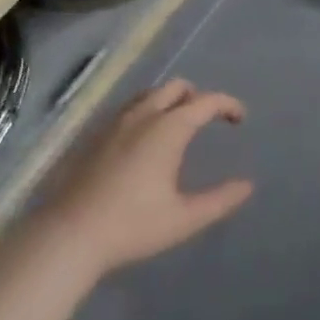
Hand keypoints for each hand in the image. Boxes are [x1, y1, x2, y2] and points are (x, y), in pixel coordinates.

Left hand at [39, 80, 253, 279]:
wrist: (72, 233)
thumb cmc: (133, 226)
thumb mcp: (183, 218)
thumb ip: (219, 200)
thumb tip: (247, 185)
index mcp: (168, 128)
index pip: (206, 101)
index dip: (227, 104)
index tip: (240, 118)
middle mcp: (144, 114)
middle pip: (177, 87)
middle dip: (198, 96)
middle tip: (209, 119)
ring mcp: (117, 120)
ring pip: (151, 93)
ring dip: (171, 100)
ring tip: (179, 125)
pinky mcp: (97, 132)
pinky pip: (131, 107)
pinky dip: (149, 109)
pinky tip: (145, 139)